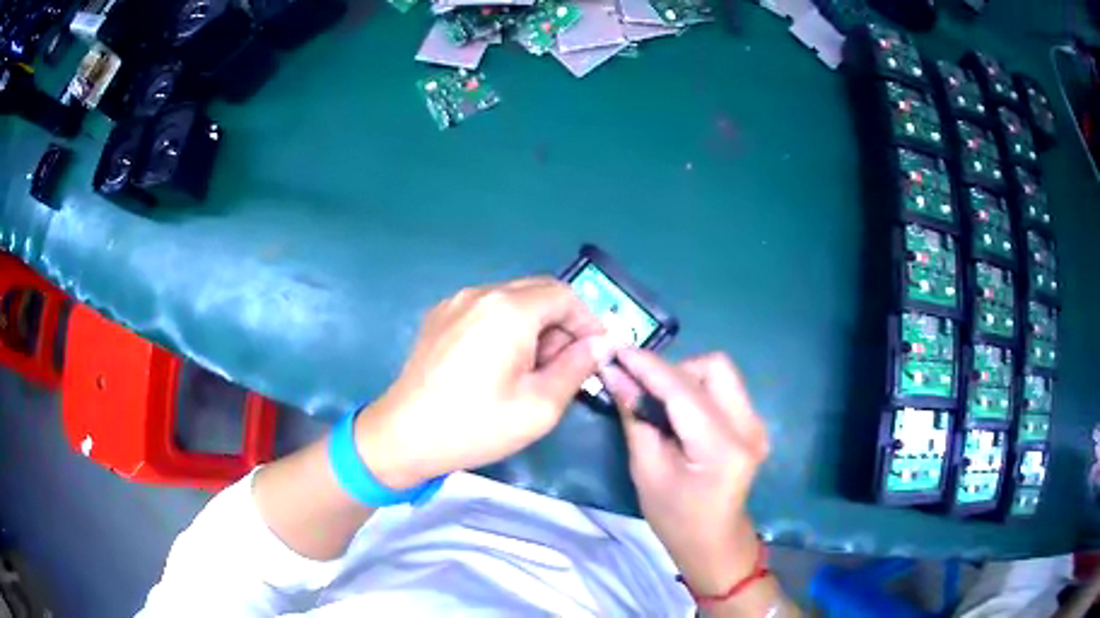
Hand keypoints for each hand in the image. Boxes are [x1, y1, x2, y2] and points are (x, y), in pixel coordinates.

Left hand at [355, 277, 612, 489]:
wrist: (404, 436)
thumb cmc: (475, 425)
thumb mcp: (539, 406)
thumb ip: (577, 367)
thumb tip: (602, 343)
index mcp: (508, 309)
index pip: (564, 295)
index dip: (587, 321)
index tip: (596, 353)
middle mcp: (481, 293)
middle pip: (538, 292)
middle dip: (561, 324)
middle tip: (565, 366)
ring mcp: (455, 302)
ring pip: (512, 300)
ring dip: (534, 326)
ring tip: (531, 370)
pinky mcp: (439, 316)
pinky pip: (486, 309)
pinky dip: (506, 327)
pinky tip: (498, 364)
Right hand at [602, 350, 768, 596]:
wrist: (714, 542)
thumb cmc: (676, 518)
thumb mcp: (647, 472)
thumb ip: (635, 418)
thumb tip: (615, 374)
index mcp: (722, 448)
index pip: (683, 390)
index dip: (648, 366)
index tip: (617, 350)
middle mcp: (749, 427)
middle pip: (714, 367)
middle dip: (674, 369)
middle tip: (643, 388)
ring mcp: (757, 424)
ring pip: (721, 372)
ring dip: (686, 377)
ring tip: (660, 402)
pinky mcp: (754, 424)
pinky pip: (725, 388)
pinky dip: (697, 389)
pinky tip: (678, 411)